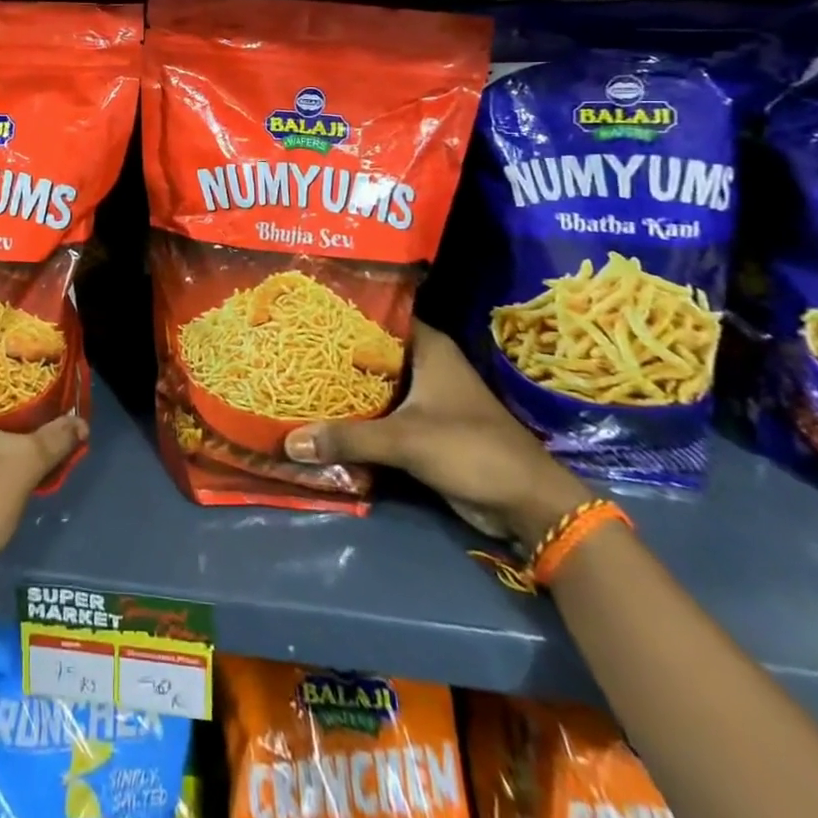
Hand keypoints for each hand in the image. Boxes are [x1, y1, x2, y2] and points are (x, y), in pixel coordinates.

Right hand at [284, 321, 590, 548]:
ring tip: (297, 378)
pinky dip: (357, 416)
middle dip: (334, 354)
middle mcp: (425, 364)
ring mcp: (426, 396)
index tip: (303, 312)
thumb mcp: (405, 440)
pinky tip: (323, 416)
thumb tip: (289, 441)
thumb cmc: (471, 449)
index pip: (377, 315)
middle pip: (370, 351)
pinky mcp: (424, 428)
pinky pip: (381, 414)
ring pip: (375, 384)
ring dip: (344, 388)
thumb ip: (348, 438)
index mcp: (428, 347)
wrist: (528, 505)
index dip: (341, 313)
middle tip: (290, 348)